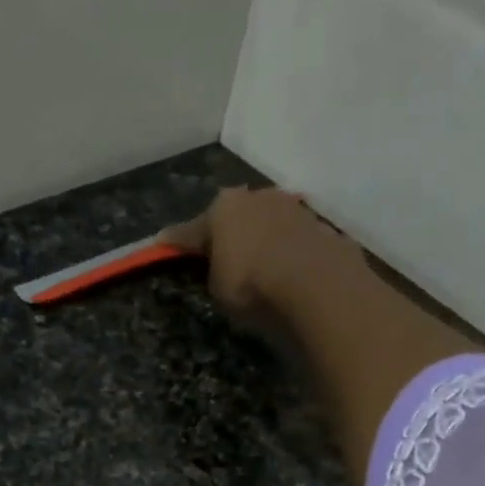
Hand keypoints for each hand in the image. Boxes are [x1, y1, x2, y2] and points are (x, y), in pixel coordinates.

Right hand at [159, 186, 367, 319]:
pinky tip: (291, 271)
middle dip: (229, 233)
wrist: (316, 285)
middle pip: (236, 216)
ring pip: (270, 223)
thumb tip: (219, 265)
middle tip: (223, 255)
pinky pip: (296, 241)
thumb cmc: (251, 286)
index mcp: (223, 208)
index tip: (162, 242)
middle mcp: (258, 197)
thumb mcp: (218, 288)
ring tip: (262, 265)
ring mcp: (294, 208)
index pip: (191, 229)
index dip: (176, 240)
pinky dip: (290, 252)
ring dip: (264, 238)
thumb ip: (214, 270)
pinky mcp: (322, 227)